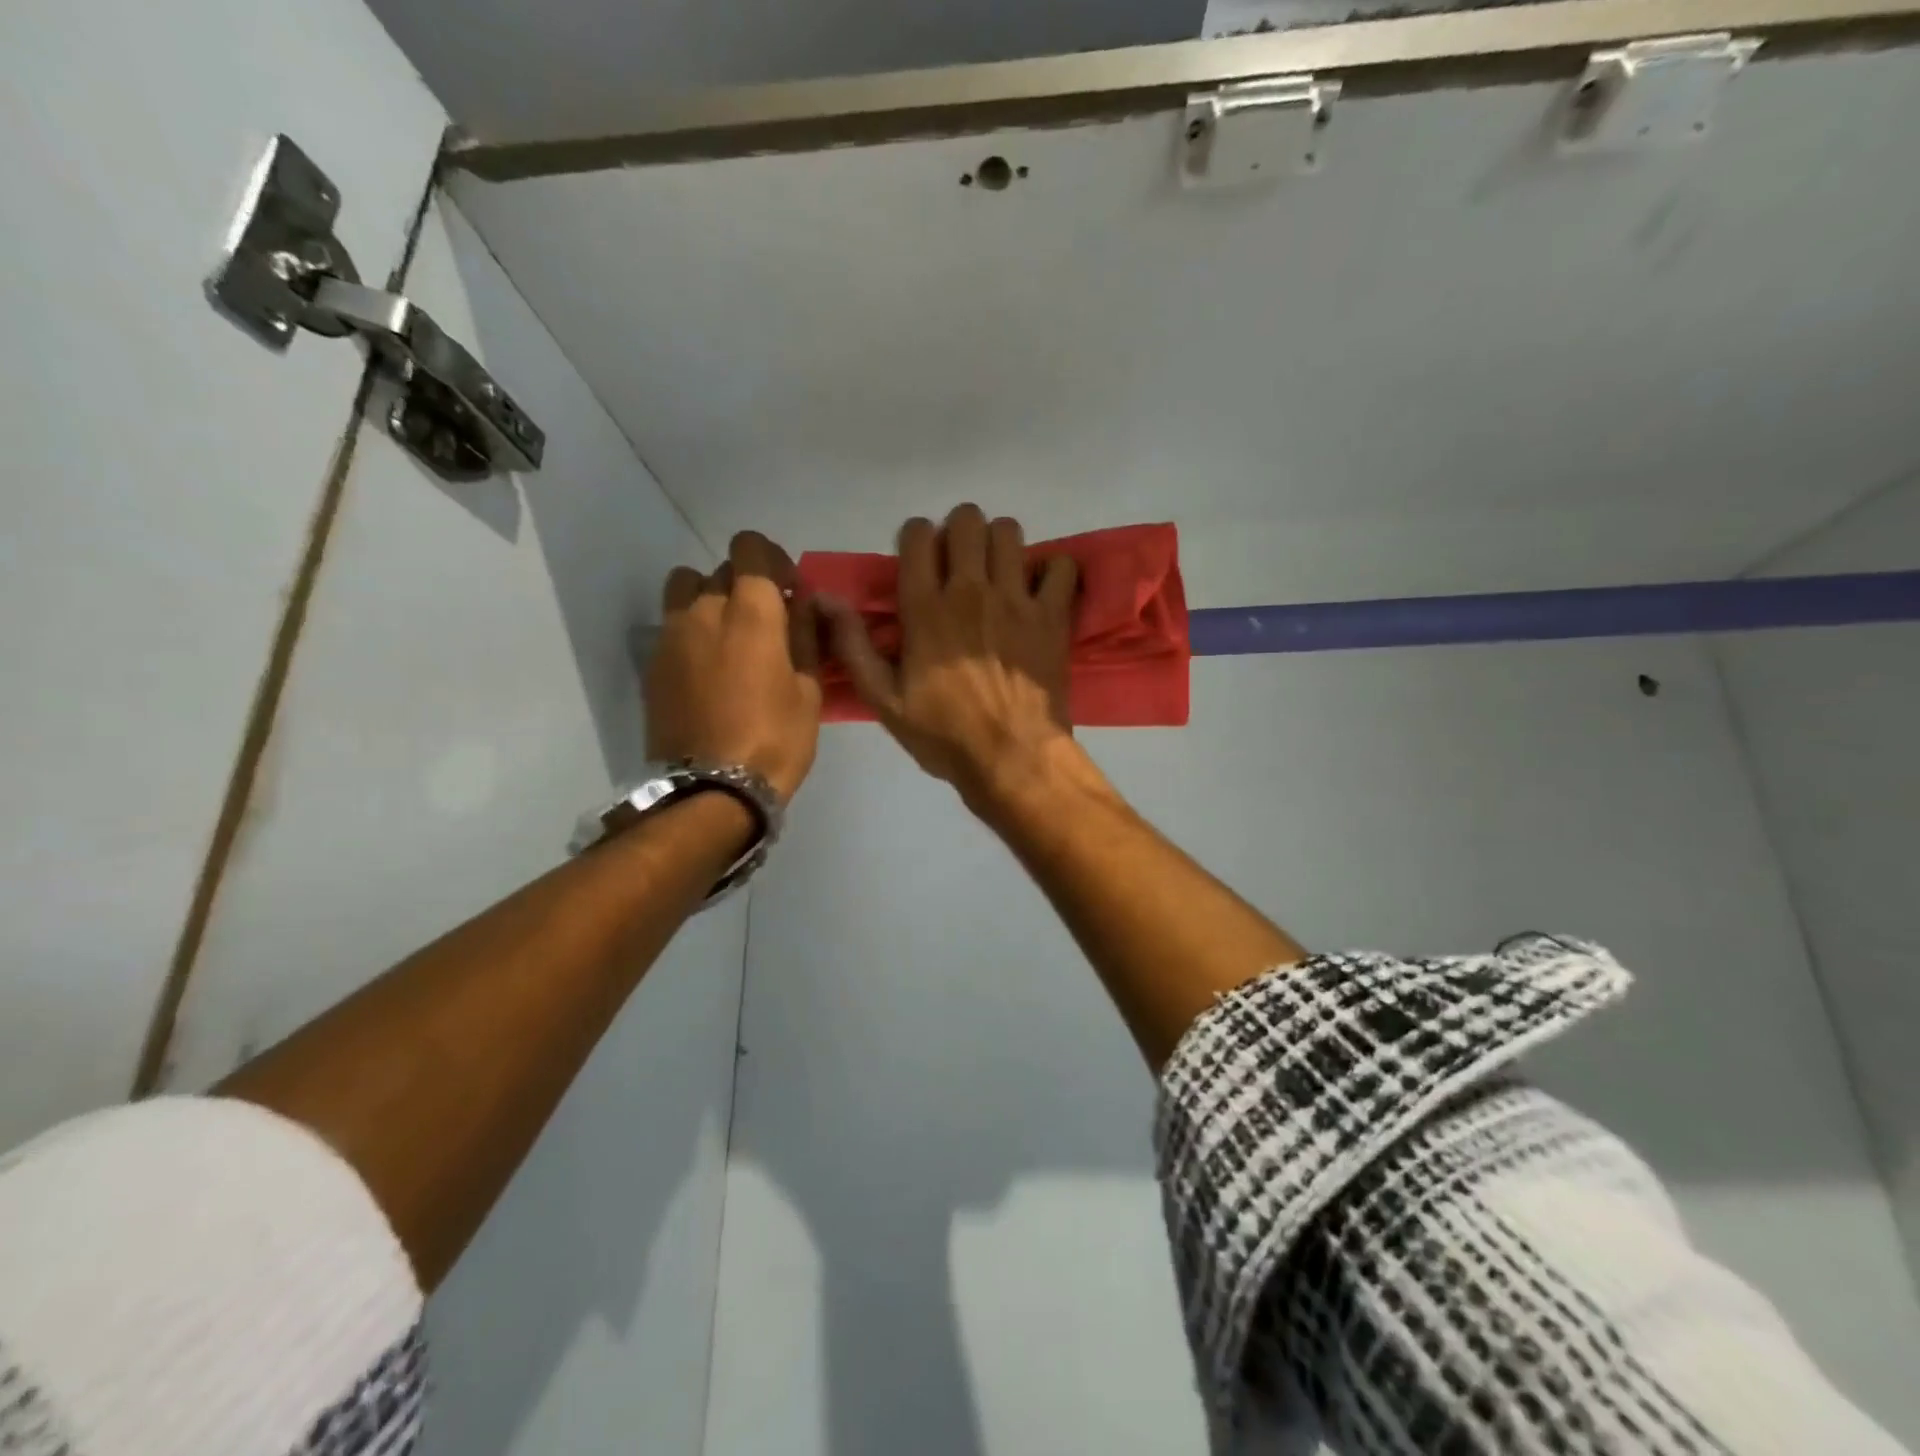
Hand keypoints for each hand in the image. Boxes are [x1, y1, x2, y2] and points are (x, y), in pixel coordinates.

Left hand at [647, 531, 822, 802]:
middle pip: (720, 569)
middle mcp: (704, 610)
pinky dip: (692, 630)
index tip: (789, 589)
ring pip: (686, 588)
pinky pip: (673, 625)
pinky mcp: (652, 663)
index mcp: (750, 612)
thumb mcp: (809, 690)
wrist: (712, 791)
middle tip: (767, 620)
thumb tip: (803, 602)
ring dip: (710, 598)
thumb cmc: (776, 740)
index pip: (749, 548)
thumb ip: (806, 635)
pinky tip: (709, 668)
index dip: (771, 558)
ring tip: (729, 635)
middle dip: (747, 583)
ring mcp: (671, 636)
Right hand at [817, 505, 1078, 813]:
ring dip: (1000, 544)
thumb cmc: (944, 735)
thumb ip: (853, 645)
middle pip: (967, 520)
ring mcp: (1016, 599)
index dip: (916, 538)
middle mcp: (970, 590)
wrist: (1012, 758)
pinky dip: (1053, 571)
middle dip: (960, 532)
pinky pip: (1062, 567)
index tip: (919, 562)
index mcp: (925, 608)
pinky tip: (1042, 590)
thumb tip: (824, 598)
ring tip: (998, 573)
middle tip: (960, 563)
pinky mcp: (1052, 616)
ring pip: (1009, 532)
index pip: (918, 534)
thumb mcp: (884, 700)